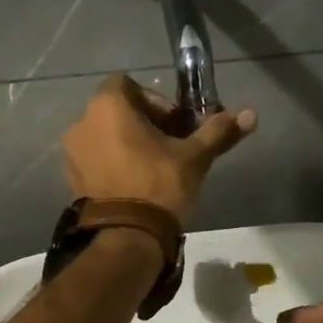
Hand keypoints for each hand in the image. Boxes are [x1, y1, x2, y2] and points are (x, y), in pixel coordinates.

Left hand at [62, 75, 255, 220]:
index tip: (175, 124)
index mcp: (108, 106)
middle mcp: (83, 122)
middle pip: (117, 110)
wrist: (125, 237)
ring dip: (128, 143)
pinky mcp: (71, 178)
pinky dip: (113, 163)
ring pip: (105, 135)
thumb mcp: (194, 157)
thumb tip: (251, 114)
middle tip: (170, 147)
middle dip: (145, 123)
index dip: (155, 99)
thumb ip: (218, 131)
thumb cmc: (159, 185)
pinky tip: (135, 184)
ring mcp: (72, 152)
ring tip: (154, 168)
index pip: (128, 84)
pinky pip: (95, 158)